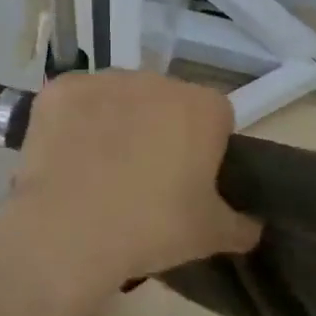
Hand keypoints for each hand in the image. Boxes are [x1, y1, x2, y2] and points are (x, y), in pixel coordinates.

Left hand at [1, 71, 258, 295]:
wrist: (69, 231)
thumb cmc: (152, 227)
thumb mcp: (209, 235)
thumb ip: (240, 226)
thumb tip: (253, 227)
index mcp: (204, 107)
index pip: (216, 119)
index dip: (205, 149)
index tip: (190, 181)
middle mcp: (159, 81)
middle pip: (167, 103)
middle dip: (160, 131)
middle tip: (145, 180)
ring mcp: (107, 80)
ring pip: (121, 98)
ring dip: (117, 123)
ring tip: (100, 172)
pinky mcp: (62, 88)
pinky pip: (76, 102)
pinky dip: (74, 123)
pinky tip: (67, 159)